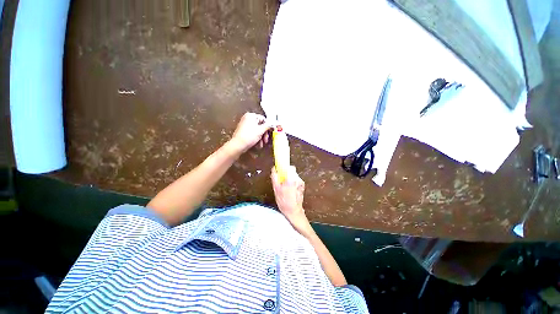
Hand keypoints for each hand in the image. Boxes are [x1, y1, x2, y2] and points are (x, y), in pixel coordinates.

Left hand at [230, 112, 272, 152]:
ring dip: (260, 138)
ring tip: (261, 144)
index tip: (270, 133)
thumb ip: (268, 126)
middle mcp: (247, 118)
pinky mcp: (243, 131)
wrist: (238, 145)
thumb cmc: (249, 136)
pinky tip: (257, 144)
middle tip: (265, 140)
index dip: (268, 127)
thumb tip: (273, 123)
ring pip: (256, 130)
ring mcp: (244, 125)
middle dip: (264, 134)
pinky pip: (252, 133)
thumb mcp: (261, 130)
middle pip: (260, 126)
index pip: (263, 119)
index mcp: (251, 116)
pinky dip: (255, 138)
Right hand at [271, 166, 310, 234]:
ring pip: (294, 176)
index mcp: (291, 179)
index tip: (281, 170)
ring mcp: (301, 183)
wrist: (294, 211)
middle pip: (292, 171)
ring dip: (289, 179)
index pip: (291, 167)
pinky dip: (292, 183)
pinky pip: (296, 180)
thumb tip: (274, 168)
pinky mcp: (302, 186)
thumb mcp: (276, 189)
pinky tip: (289, 190)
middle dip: (286, 174)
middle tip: (281, 181)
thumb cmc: (284, 201)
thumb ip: (275, 177)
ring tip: (285, 187)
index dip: (285, 168)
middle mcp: (298, 180)